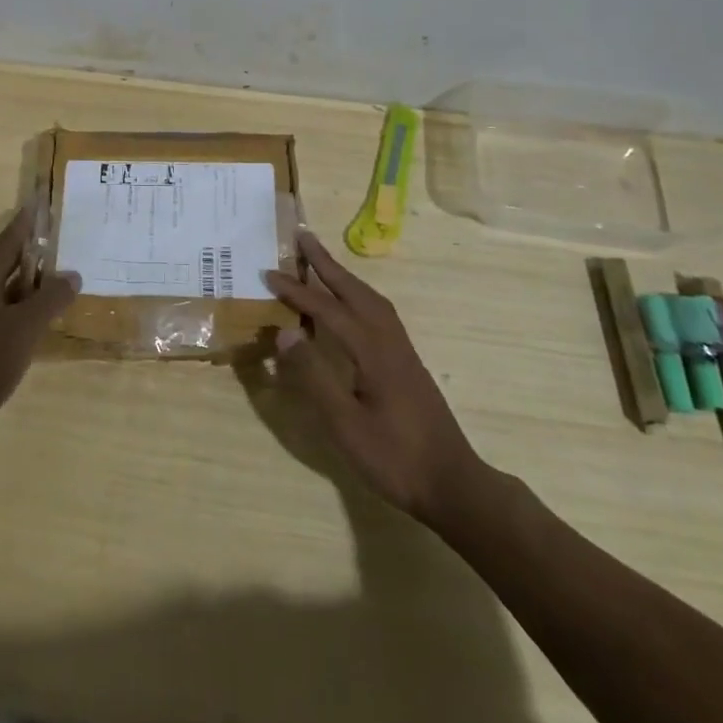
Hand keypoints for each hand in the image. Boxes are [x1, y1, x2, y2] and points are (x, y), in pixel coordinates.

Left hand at [0, 210, 78, 454]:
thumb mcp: (22, 328)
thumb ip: (49, 300)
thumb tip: (72, 274)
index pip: (8, 242)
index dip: (25, 222)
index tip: (39, 201)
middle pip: (9, 266)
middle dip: (34, 253)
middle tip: (63, 240)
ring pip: (9, 295)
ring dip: (33, 287)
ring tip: (63, 280)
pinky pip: (7, 320)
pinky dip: (27, 315)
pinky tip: (43, 325)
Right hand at [264, 230, 489, 528]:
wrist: (453, 484)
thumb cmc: (394, 458)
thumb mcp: (345, 424)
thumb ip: (314, 376)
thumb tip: (286, 331)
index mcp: (373, 351)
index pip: (329, 310)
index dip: (298, 291)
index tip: (269, 273)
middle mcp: (390, 341)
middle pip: (355, 291)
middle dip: (327, 264)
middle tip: (302, 237)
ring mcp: (402, 351)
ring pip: (371, 299)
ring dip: (344, 277)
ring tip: (321, 262)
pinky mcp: (407, 362)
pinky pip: (379, 313)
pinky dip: (358, 295)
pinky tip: (350, 305)